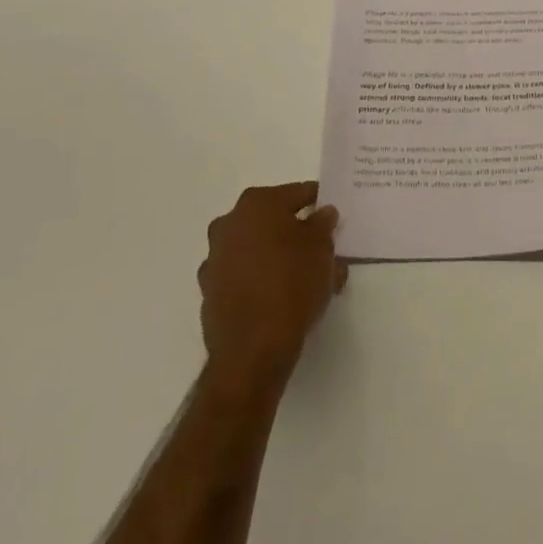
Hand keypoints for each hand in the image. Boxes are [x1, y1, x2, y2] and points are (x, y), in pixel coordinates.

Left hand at [198, 182, 346, 395]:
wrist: (252, 350)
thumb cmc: (292, 284)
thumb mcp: (321, 248)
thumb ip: (323, 224)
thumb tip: (322, 214)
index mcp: (257, 204)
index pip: (297, 194)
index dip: (318, 203)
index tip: (332, 216)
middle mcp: (230, 223)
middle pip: (273, 221)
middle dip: (297, 233)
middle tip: (322, 250)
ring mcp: (215, 258)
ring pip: (257, 249)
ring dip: (279, 257)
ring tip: (307, 281)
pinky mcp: (210, 291)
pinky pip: (244, 276)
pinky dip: (261, 280)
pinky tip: (282, 299)